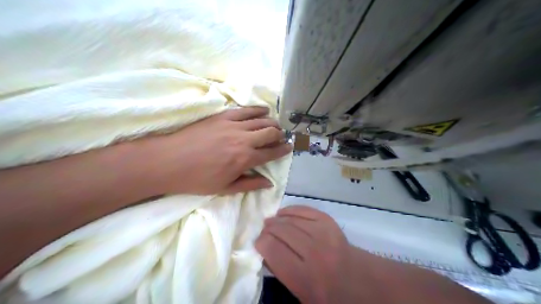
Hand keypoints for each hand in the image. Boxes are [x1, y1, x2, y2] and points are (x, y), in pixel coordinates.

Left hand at [139, 107, 291, 195]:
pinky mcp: (223, 116)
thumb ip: (250, 184)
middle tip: (282, 137)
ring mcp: (233, 125)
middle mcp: (244, 140)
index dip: (283, 150)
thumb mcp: (225, 188)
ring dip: (272, 122)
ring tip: (275, 126)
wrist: (168, 161)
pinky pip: (245, 110)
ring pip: (261, 120)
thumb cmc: (197, 179)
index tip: (289, 147)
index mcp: (245, 160)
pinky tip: (264, 110)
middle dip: (280, 135)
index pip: (271, 153)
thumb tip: (270, 182)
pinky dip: (258, 109)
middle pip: (270, 133)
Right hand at [256, 205, 365, 302]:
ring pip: (291, 219)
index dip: (261, 242)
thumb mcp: (299, 293)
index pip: (273, 249)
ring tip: (271, 222)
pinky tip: (283, 214)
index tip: (258, 242)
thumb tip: (264, 250)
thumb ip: (280, 271)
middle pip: (281, 231)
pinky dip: (291, 210)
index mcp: (305, 277)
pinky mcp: (329, 222)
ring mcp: (324, 233)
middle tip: (263, 231)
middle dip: (267, 229)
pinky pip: (304, 210)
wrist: (358, 279)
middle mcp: (315, 252)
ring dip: (277, 219)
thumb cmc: (326, 292)